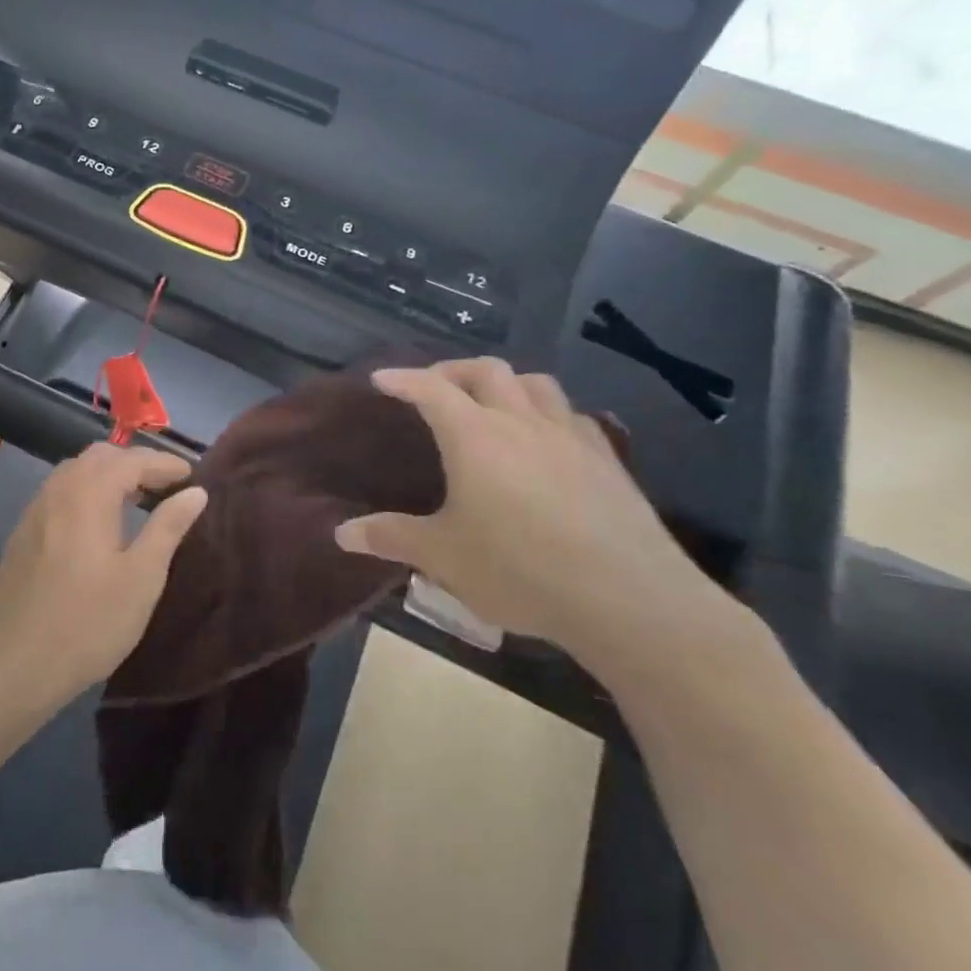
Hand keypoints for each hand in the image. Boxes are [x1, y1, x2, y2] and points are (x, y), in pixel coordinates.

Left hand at [0, 445, 207, 699]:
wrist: (16, 663)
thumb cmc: (89, 622)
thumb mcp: (141, 578)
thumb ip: (168, 528)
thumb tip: (196, 492)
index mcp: (88, 494)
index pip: (132, 460)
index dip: (164, 464)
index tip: (192, 476)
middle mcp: (58, 490)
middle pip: (100, 456)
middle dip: (135, 463)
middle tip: (165, 486)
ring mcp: (35, 510)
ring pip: (75, 471)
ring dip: (108, 475)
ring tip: (136, 500)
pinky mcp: (22, 532)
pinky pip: (59, 492)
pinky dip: (85, 491)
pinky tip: (97, 522)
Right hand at [335, 359, 735, 680]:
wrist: (629, 600)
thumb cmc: (520, 570)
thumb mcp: (443, 558)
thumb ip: (391, 538)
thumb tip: (341, 533)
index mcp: (474, 436)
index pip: (430, 389)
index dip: (403, 379)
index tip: (382, 379)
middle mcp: (521, 422)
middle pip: (486, 370)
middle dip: (453, 370)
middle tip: (434, 388)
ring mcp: (569, 437)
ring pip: (536, 383)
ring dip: (505, 383)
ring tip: (491, 404)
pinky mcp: (607, 460)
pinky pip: (572, 415)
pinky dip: (548, 413)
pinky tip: (546, 440)